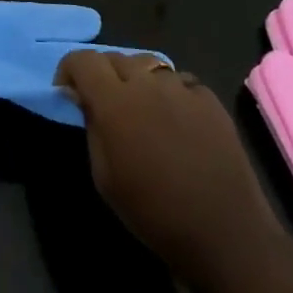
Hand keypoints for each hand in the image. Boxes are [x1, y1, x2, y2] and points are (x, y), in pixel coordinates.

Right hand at [56, 50, 292, 277]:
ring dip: (136, 79)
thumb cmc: (153, 212)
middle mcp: (147, 84)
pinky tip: (175, 120)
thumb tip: (84, 98)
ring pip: (148, 65)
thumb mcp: (104, 177)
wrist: (225, 234)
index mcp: (115, 102)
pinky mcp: (210, 100)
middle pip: (115, 58)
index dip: (69, 70)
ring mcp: (183, 89)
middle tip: (103, 103)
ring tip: (140, 107)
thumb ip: (92, 127)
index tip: (67, 91)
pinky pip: (180, 82)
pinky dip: (169, 92)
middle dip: (101, 74)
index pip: (83, 60)